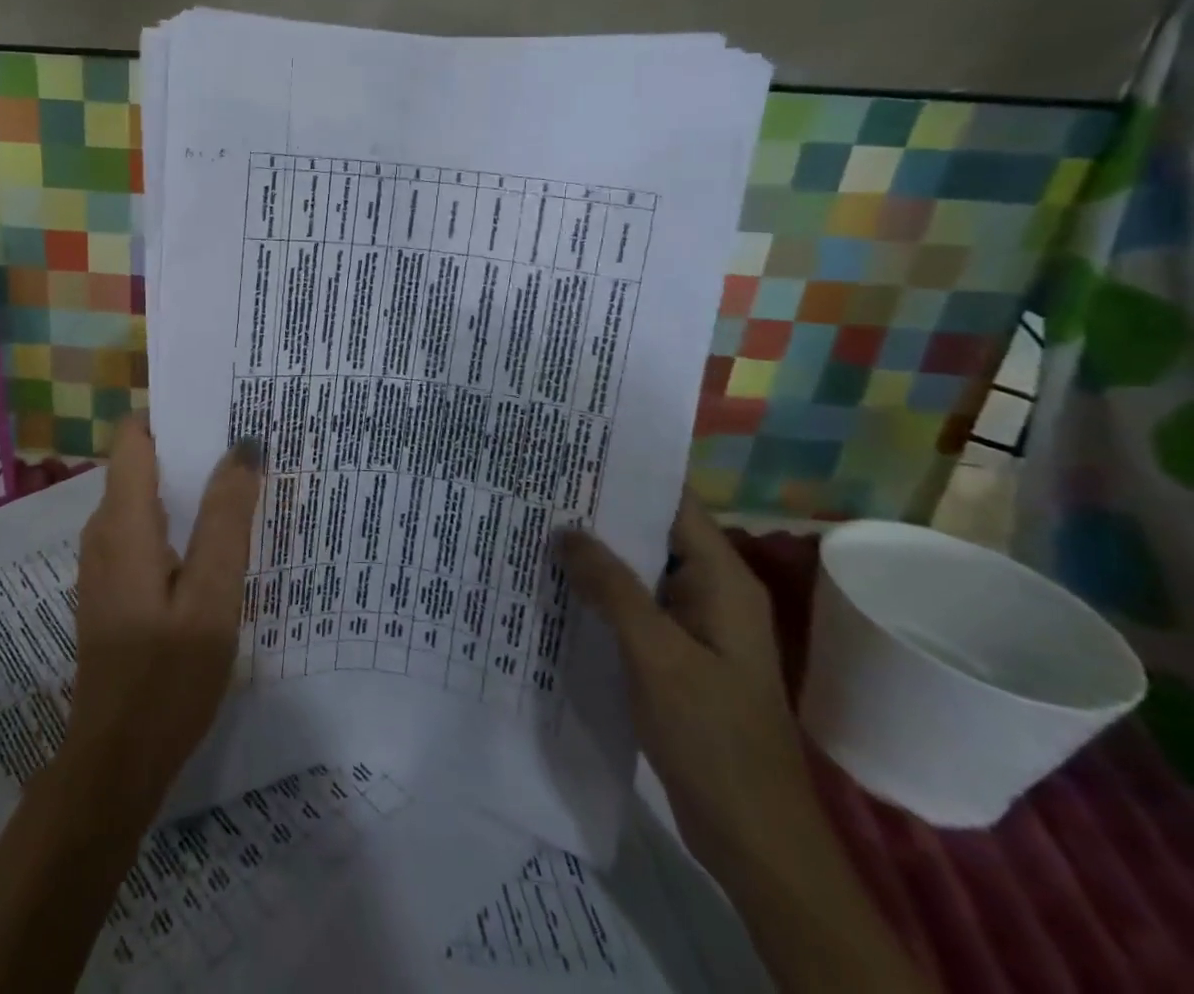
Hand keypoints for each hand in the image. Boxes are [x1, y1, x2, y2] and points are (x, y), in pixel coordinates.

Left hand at [62, 419, 262, 812]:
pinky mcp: (113, 585)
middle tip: (248, 446)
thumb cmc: (167, 678)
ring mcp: (104, 559)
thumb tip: (243, 447)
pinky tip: (216, 539)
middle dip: (190, 447)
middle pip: (142, 462)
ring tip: (242, 484)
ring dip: (188, 485)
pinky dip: (179, 519)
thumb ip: (226, 520)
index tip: (221, 408)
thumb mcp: (211, 598)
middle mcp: (104, 529)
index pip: (134, 435)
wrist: (115, 761)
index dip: (172, 413)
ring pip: (145, 497)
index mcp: (123, 522)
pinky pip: (144, 529)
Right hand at [561, 494, 816, 878]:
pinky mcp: (677, 656)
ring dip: (596, 555)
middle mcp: (711, 593)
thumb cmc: (712, 735)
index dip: (628, 475)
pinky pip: (634, 608)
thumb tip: (564, 531)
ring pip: (639, 572)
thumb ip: (611, 587)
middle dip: (600, 513)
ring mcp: (695, 627)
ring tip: (537, 526)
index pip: (673, 504)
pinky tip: (556, 586)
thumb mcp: (655, 654)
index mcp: (722, 581)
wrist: (752, 835)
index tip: (573, 453)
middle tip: (539, 487)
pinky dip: (600, 593)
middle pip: (652, 534)